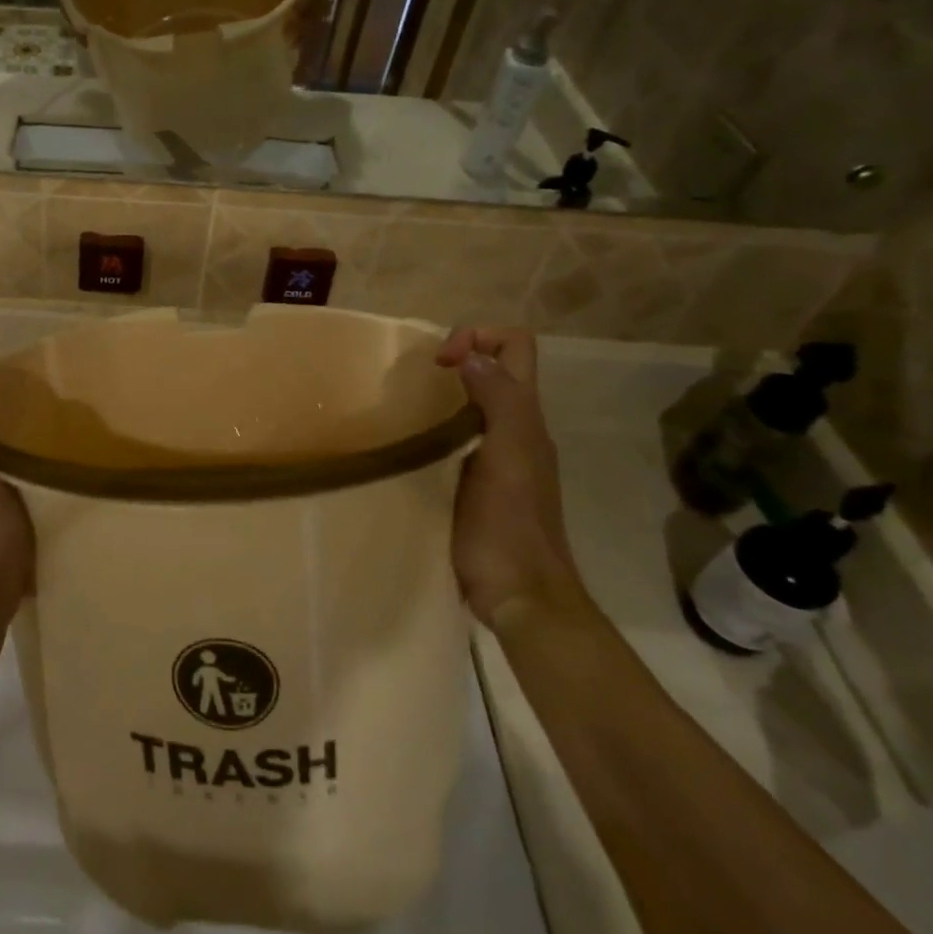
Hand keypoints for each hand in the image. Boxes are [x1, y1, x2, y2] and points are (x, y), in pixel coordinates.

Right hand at [434, 328, 589, 631]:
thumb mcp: (508, 459)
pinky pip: (459, 433)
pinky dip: (438, 423)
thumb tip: (472, 356)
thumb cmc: (510, 528)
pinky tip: (413, 440)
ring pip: (476, 398)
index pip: (515, 346)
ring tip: (407, 402)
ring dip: (446, 389)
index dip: (477, 336)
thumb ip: (499, 405)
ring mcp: (496, 456)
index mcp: (525, 418)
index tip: (440, 363)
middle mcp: (515, 428)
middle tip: (420, 376)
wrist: (518, 596)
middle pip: (496, 367)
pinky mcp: (475, 480)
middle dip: (461, 355)